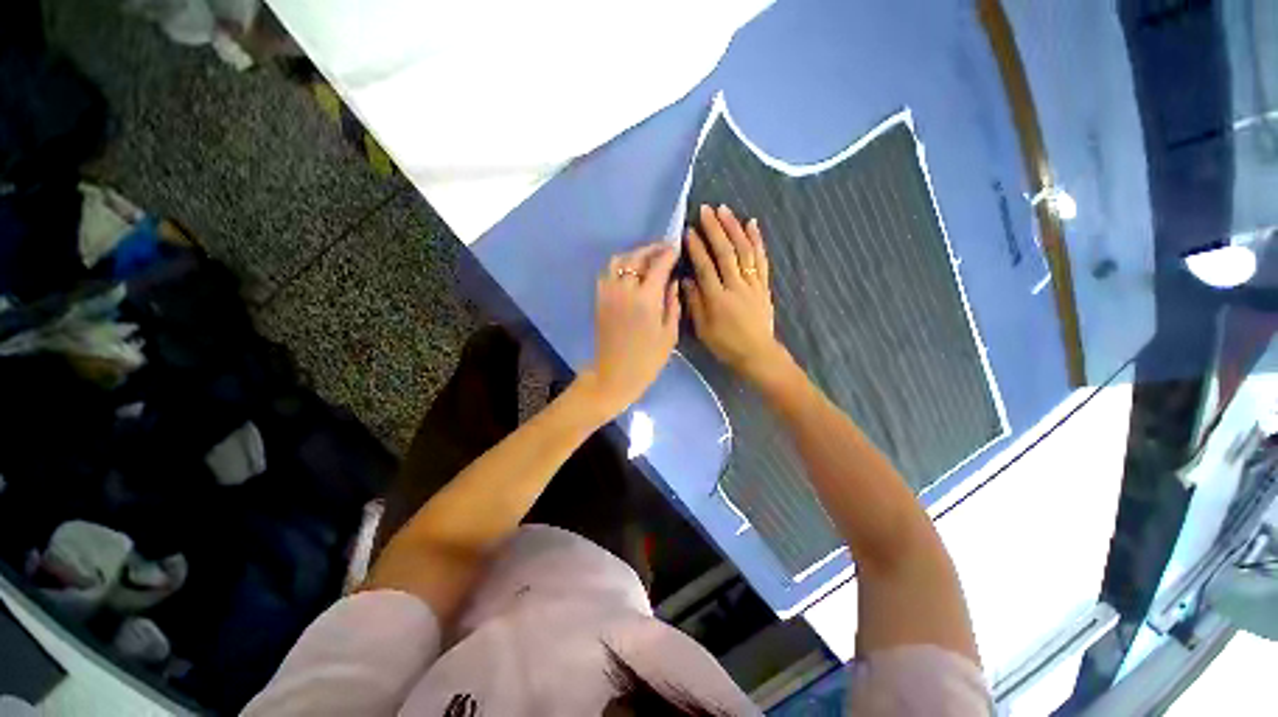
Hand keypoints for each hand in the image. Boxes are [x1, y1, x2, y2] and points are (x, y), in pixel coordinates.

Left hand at [582, 241, 680, 417]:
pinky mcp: (599, 299)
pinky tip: (630, 273)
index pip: (658, 265)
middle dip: (652, 249)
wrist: (615, 375)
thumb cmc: (648, 360)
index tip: (677, 247)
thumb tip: (673, 281)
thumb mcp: (670, 334)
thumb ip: (673, 304)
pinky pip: (608, 273)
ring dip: (634, 255)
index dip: (669, 253)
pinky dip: (620, 266)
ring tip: (647, 260)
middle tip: (664, 249)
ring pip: (619, 261)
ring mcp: (608, 293)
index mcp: (646, 300)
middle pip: (637, 257)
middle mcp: (624, 290)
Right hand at [683, 205, 788, 385]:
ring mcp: (752, 284)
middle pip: (725, 253)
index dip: (697, 248)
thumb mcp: (703, 329)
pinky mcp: (763, 285)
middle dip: (715, 229)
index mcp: (717, 299)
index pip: (705, 267)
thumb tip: (686, 279)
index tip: (689, 230)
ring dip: (734, 228)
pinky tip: (752, 224)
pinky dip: (757, 240)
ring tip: (725, 210)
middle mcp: (736, 286)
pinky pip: (761, 259)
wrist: (757, 354)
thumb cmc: (725, 344)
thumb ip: (695, 303)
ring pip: (744, 251)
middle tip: (706, 209)